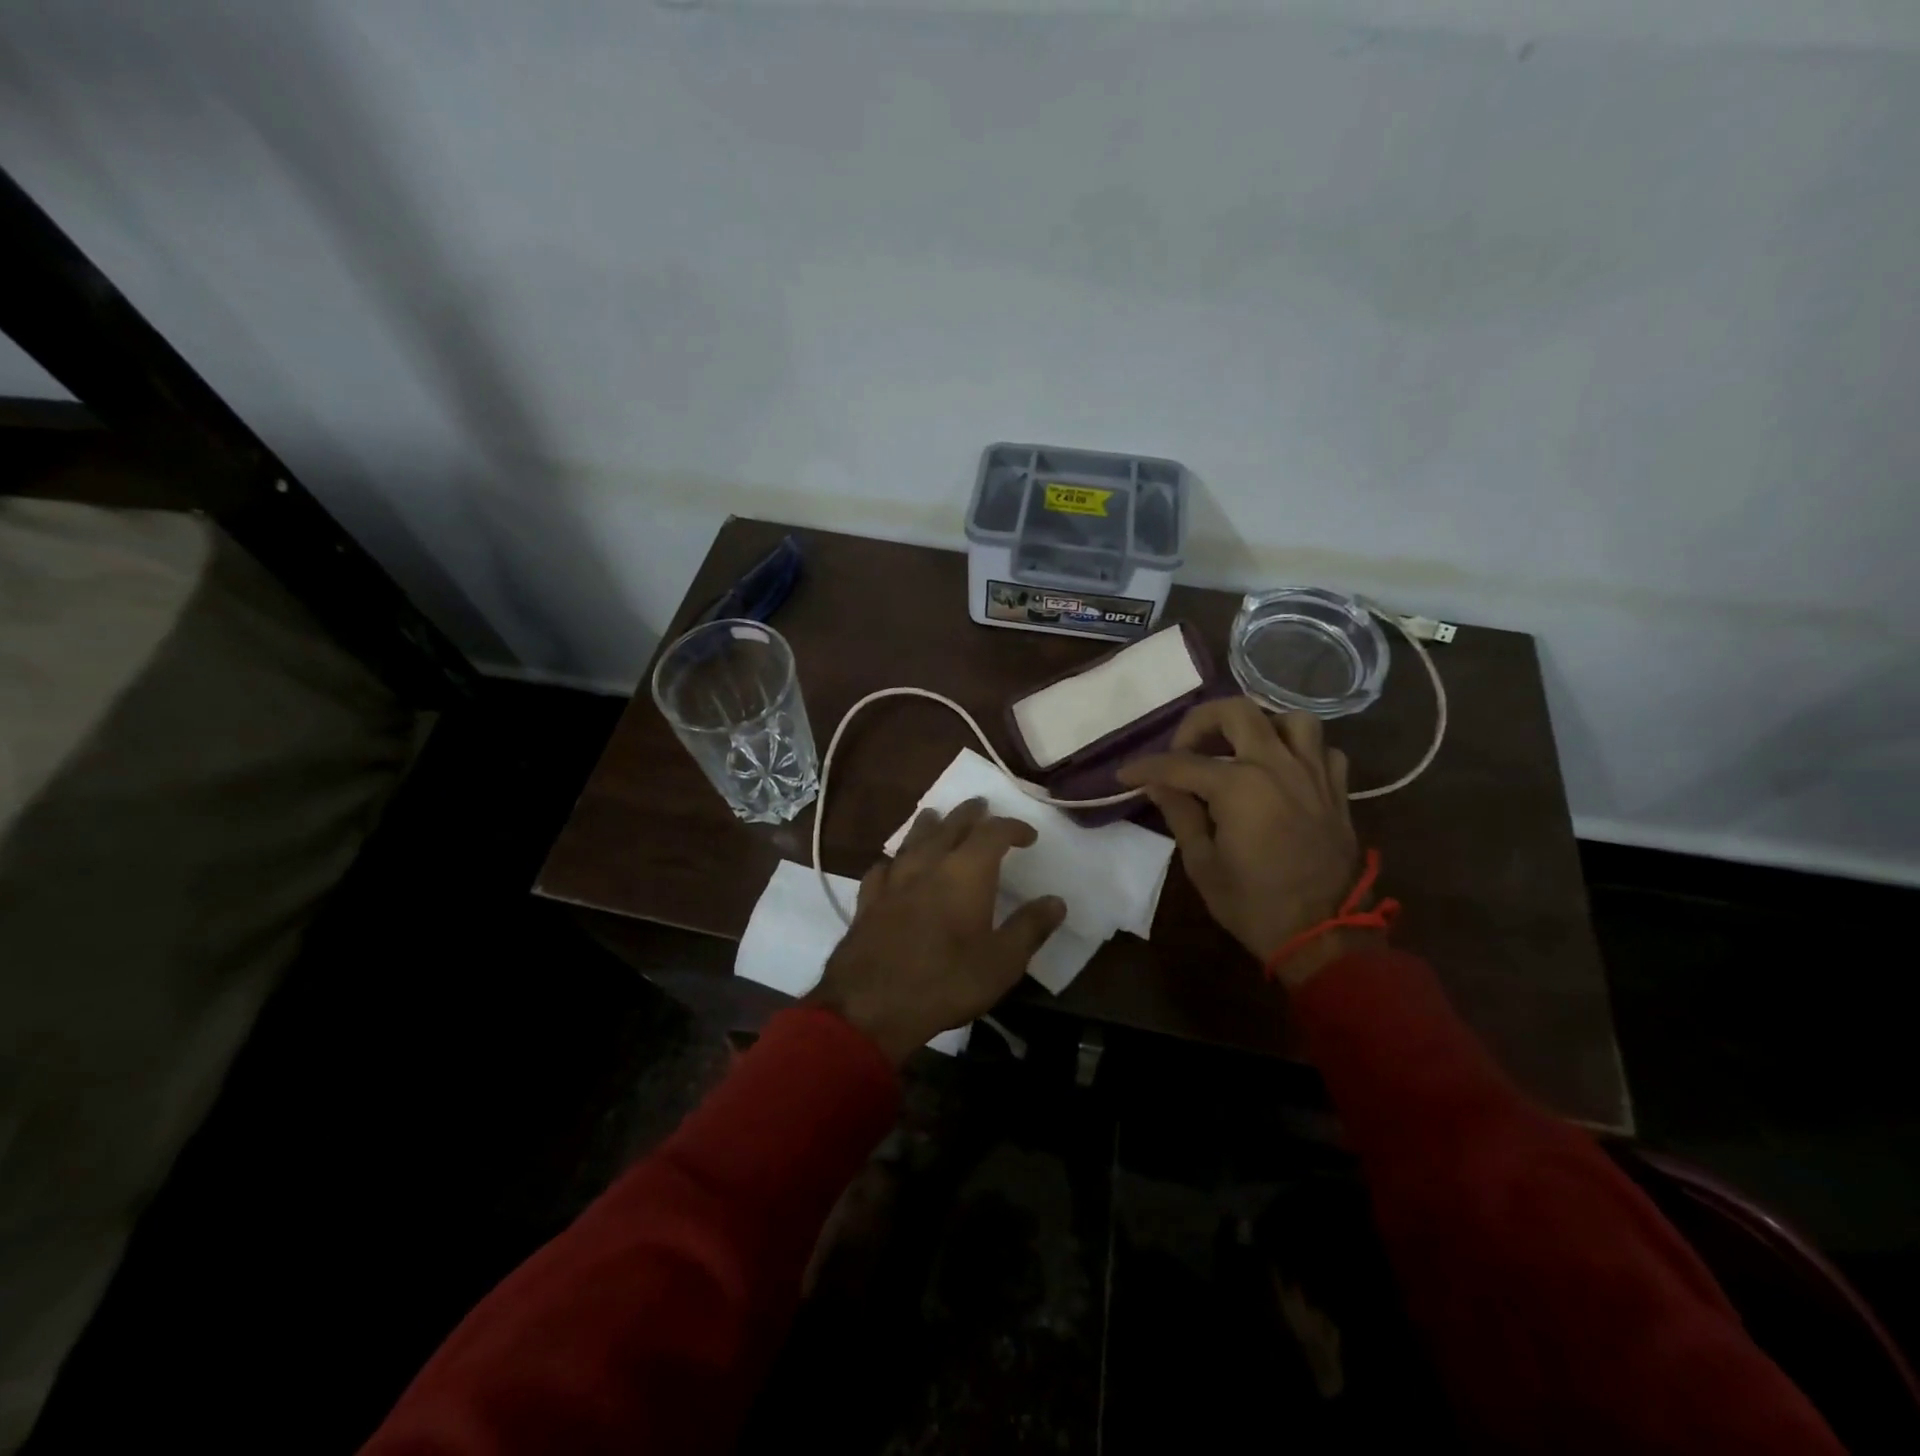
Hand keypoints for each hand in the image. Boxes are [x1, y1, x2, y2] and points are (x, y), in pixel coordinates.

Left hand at [808, 798, 1066, 1062]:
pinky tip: (892, 865)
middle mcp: (928, 864)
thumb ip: (1029, 928)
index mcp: (966, 872)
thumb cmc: (946, 981)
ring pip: (912, 839)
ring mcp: (894, 880)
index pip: (993, 833)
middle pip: (950, 825)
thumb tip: (1056, 901)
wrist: (870, 1003)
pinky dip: (894, 860)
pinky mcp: (867, 900)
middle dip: (969, 814)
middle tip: (981, 806)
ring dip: (929, 825)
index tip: (1028, 836)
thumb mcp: (1002, 962)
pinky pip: (883, 867)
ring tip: (936, 817)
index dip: (1013, 828)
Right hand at [1118, 700, 1380, 988]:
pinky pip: (1323, 750)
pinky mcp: (1337, 791)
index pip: (1180, 763)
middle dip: (1200, 722)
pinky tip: (1283, 772)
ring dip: (1261, 726)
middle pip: (1236, 711)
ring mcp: (1313, 774)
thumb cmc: (1254, 905)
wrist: (1324, 936)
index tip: (1125, 774)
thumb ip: (1180, 813)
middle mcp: (1277, 766)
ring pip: (1292, 719)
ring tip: (1241, 750)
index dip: (1146, 767)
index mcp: (1239, 785)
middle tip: (1184, 748)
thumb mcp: (1202, 864)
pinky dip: (1300, 752)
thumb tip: (1159, 785)